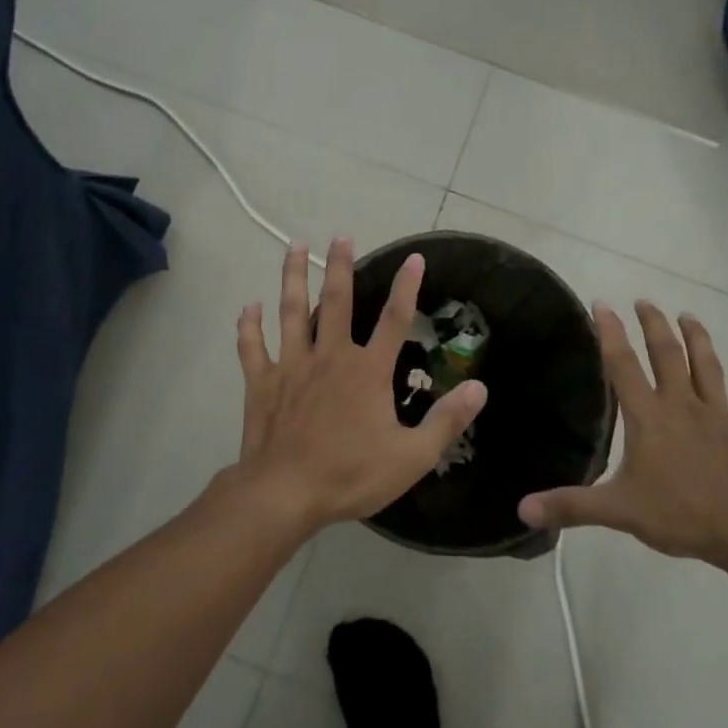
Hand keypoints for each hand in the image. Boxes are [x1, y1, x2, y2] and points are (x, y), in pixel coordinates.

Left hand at [221, 238, 487, 534]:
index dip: (407, 287)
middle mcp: (330, 357)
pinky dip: (250, 326)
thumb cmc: (351, 474)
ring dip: (294, 278)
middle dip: (341, 267)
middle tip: (340, 235)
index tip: (414, 257)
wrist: (285, 493)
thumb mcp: (412, 456)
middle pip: (337, 302)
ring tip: (294, 247)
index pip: (395, 319)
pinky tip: (249, 307)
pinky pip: (253, 348)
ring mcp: (292, 366)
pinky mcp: (262, 383)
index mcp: (367, 371)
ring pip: (292, 312)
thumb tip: (479, 387)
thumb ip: (446, 420)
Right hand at [517, 302, 727, 566]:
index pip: (623, 365)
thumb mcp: (618, 511)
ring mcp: (719, 416)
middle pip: (668, 354)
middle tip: (645, 301)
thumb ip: (571, 506)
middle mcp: (682, 405)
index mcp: (649, 417)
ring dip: (698, 340)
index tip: (602, 304)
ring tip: (689, 316)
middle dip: (654, 325)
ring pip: (707, 368)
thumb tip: (522, 509)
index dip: (610, 333)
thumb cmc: (681, 514)